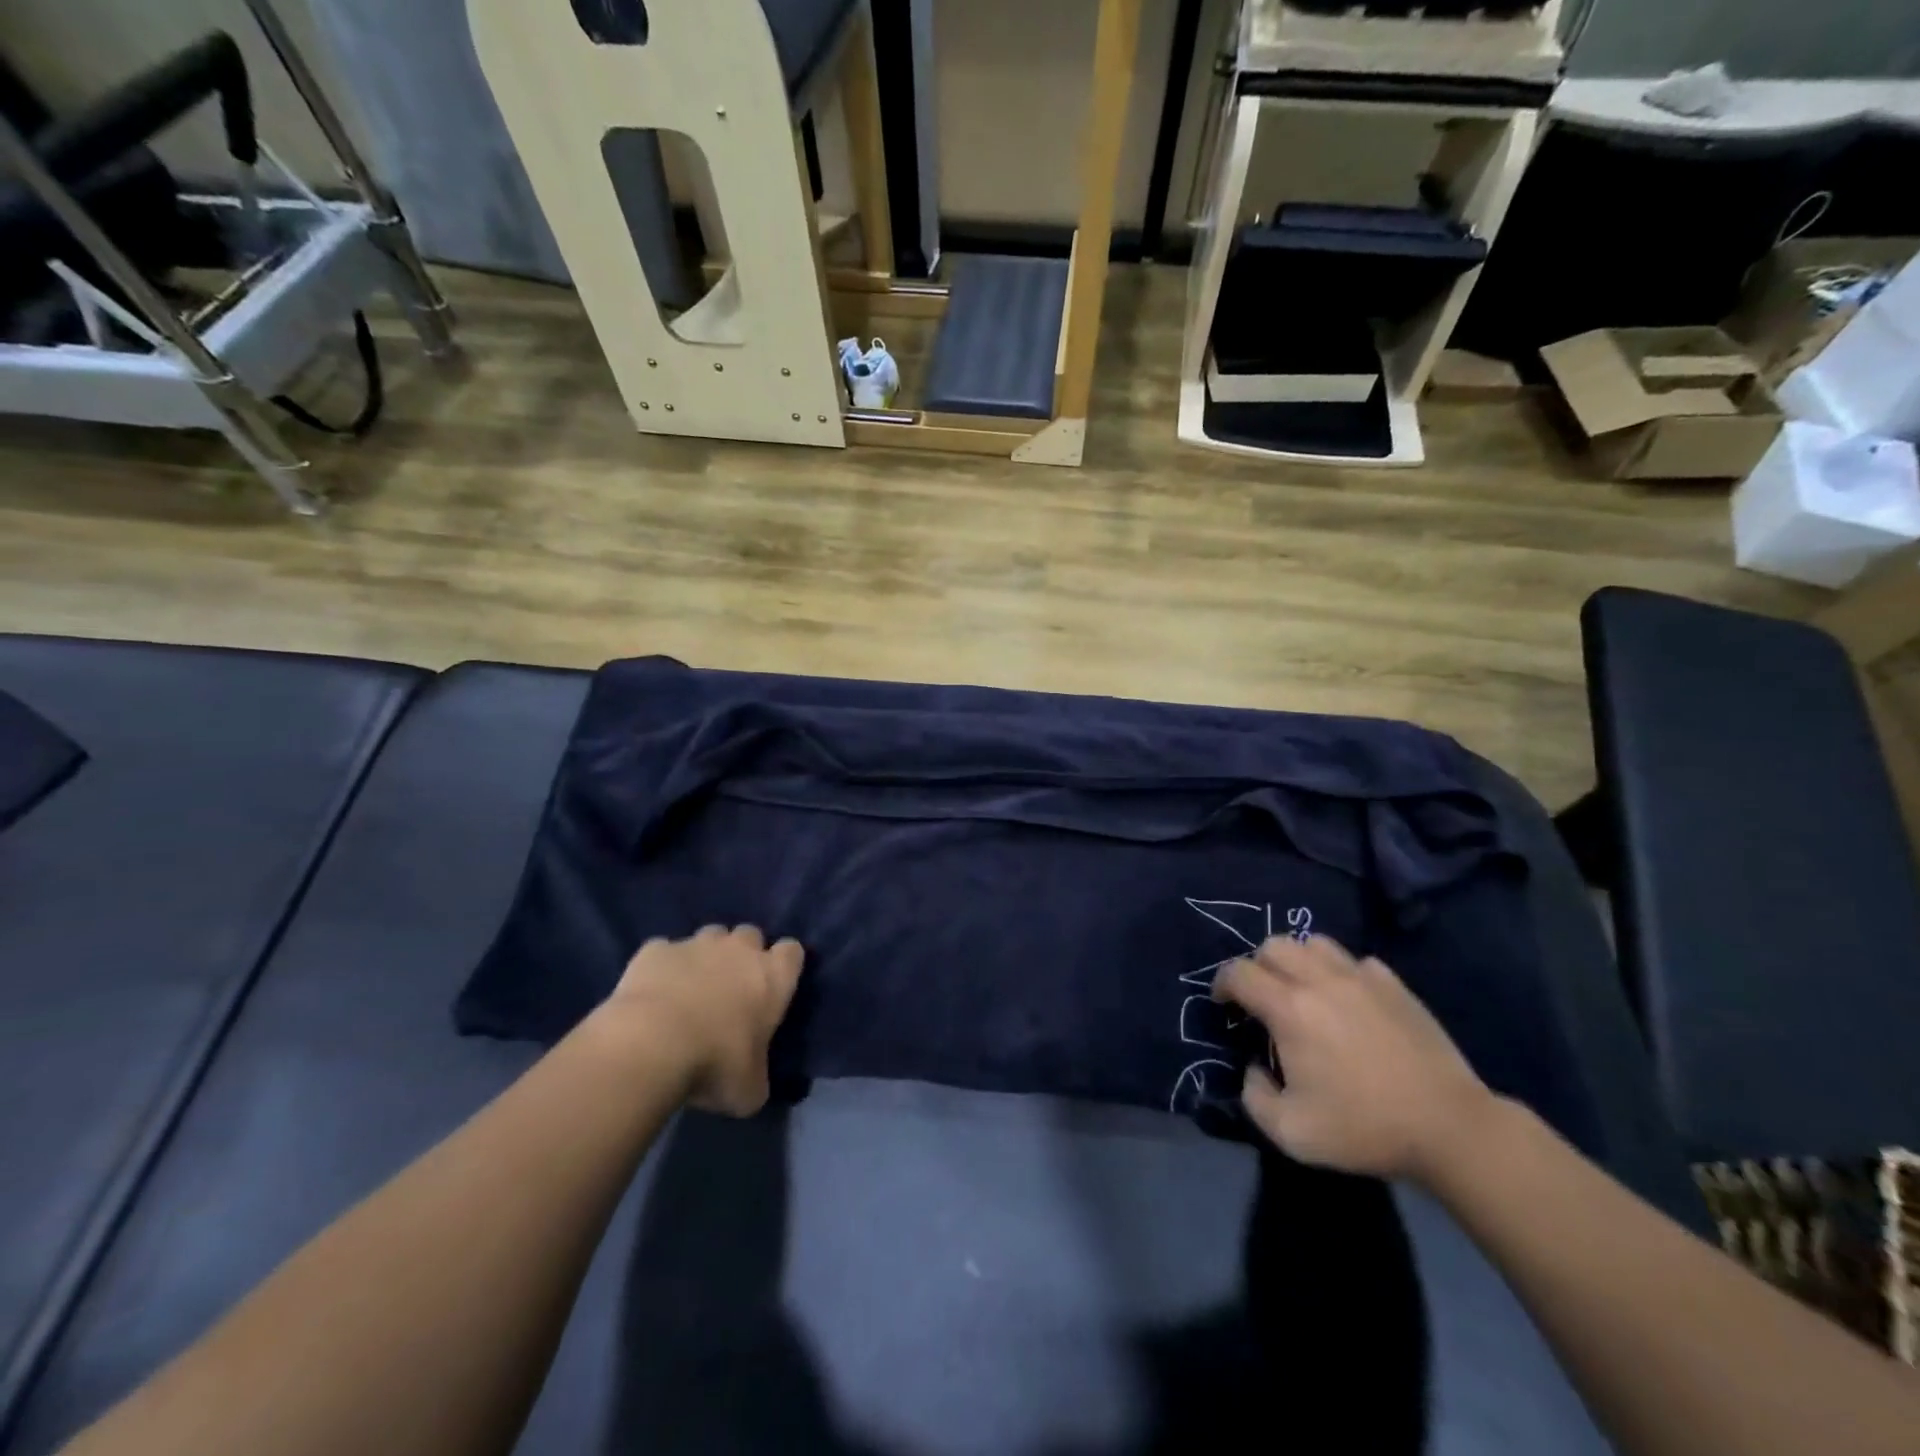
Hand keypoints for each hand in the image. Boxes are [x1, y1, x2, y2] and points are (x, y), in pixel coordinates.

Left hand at [603, 926, 804, 1116]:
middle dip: (742, 954)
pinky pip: (663, 951)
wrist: (651, 1045)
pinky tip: (652, 991)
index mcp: (773, 977)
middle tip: (730, 987)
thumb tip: (751, 1081)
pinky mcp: (655, 950)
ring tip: (690, 987)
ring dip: (705, 956)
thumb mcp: (750, 1089)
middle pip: (750, 935)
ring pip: (709, 936)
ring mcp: (695, 944)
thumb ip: (757, 1075)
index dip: (784, 966)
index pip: (792, 952)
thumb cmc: (715, 1064)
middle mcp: (739, 950)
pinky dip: (661, 967)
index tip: (773, 987)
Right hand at [1213, 935, 1495, 1183]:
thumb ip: (1254, 1096)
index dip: (1222, 984)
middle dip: (1257, 967)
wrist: (1449, 1128)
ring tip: (1301, 990)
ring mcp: (1361, 978)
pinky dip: (1340, 973)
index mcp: (1289, 1009)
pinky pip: (1355, 961)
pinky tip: (1347, 1001)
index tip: (1224, 1006)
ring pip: (1313, 943)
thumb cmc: (1364, 1128)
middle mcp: (1320, 980)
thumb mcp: (1291, 1132)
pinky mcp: (1394, 985)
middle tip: (1261, 998)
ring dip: (1297, 961)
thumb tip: (1255, 1068)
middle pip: (1272, 946)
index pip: (1238, 973)